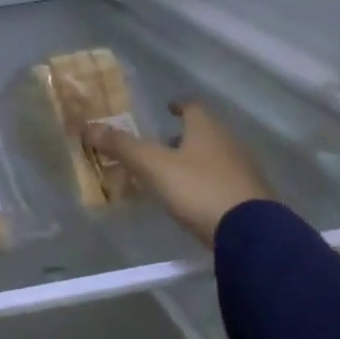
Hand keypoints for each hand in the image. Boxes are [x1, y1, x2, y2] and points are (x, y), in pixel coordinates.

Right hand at [80, 99, 273, 245]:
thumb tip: (88, 126)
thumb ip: (123, 146)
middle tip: (161, 143)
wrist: (251, 233)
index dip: (179, 105)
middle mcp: (230, 144)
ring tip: (172, 172)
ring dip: (195, 159)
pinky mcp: (251, 198)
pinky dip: (206, 182)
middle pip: (206, 132)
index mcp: (208, 130)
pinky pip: (224, 181)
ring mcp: (244, 171)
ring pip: (216, 156)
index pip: (194, 106)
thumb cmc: (199, 189)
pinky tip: (193, 198)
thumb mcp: (154, 166)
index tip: (168, 107)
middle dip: (184, 135)